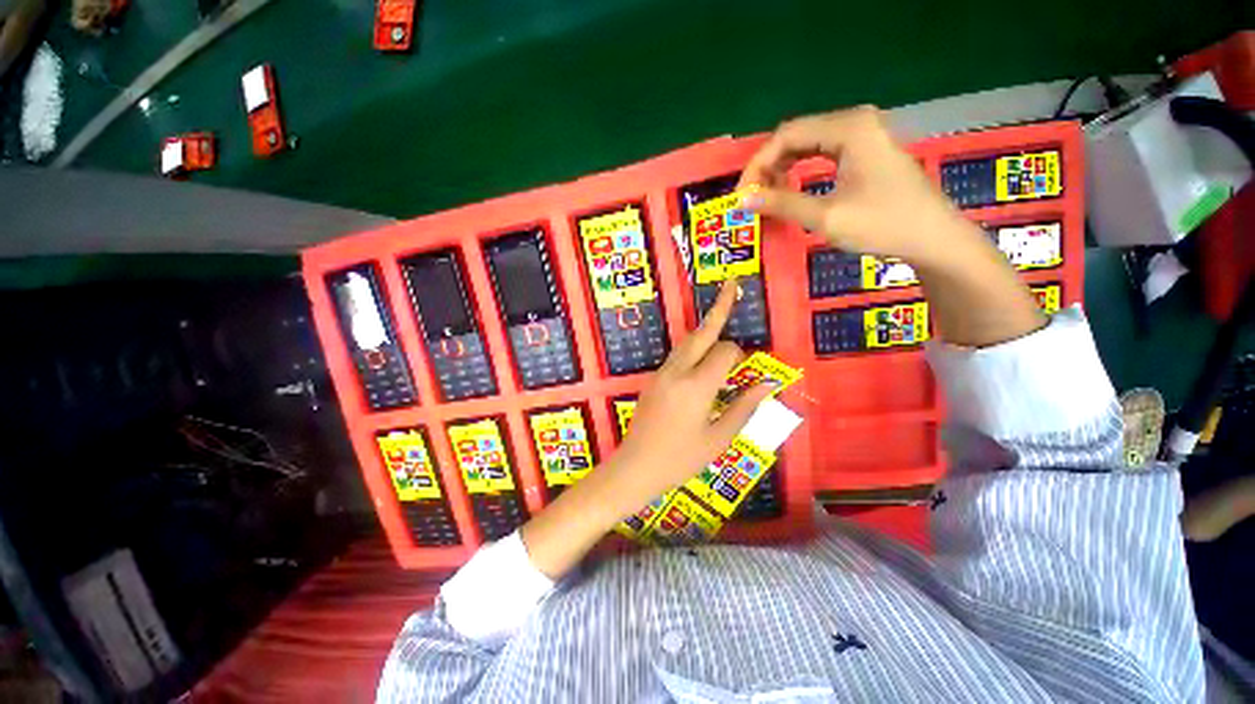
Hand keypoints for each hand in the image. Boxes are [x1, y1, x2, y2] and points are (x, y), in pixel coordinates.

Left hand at [610, 281, 772, 507]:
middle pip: (701, 333)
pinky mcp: (653, 379)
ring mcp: (661, 373)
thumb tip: (767, 384)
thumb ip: (744, 407)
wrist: (636, 467)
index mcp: (696, 386)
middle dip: (719, 308)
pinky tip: (702, 359)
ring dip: (706, 330)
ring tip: (720, 311)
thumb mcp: (718, 438)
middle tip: (731, 284)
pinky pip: (678, 356)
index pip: (725, 351)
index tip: (746, 370)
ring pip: (687, 342)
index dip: (740, 355)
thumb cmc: (680, 459)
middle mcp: (677, 371)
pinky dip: (694, 349)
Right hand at [739, 106, 984, 269]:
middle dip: (768, 167)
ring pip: (807, 144)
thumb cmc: (882, 224)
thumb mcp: (825, 217)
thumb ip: (781, 204)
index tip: (742, 195)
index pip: (787, 135)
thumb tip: (743, 200)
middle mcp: (854, 121)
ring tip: (768, 197)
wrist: (932, 238)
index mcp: (848, 127)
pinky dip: (801, 170)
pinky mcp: (866, 149)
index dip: (758, 164)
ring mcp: (863, 133)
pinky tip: (791, 188)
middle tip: (752, 198)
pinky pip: (822, 152)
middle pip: (796, 135)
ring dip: (782, 169)